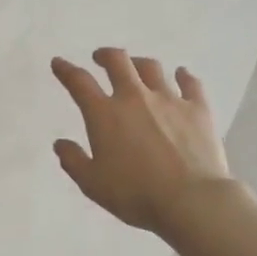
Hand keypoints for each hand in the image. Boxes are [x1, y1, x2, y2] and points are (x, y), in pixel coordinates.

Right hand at [51, 49, 234, 234]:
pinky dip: (183, 76)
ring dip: (139, 63)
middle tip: (100, 58)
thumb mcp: (93, 184)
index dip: (65, 70)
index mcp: (105, 114)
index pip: (79, 82)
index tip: (59, 63)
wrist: (191, 200)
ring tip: (136, 67)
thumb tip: (60, 144)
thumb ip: (73, 161)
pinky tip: (182, 75)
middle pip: (118, 61)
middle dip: (105, 55)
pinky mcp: (198, 109)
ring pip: (151, 67)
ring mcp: (169, 99)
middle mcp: (135, 97)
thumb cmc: (136, 194)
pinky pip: (190, 83)